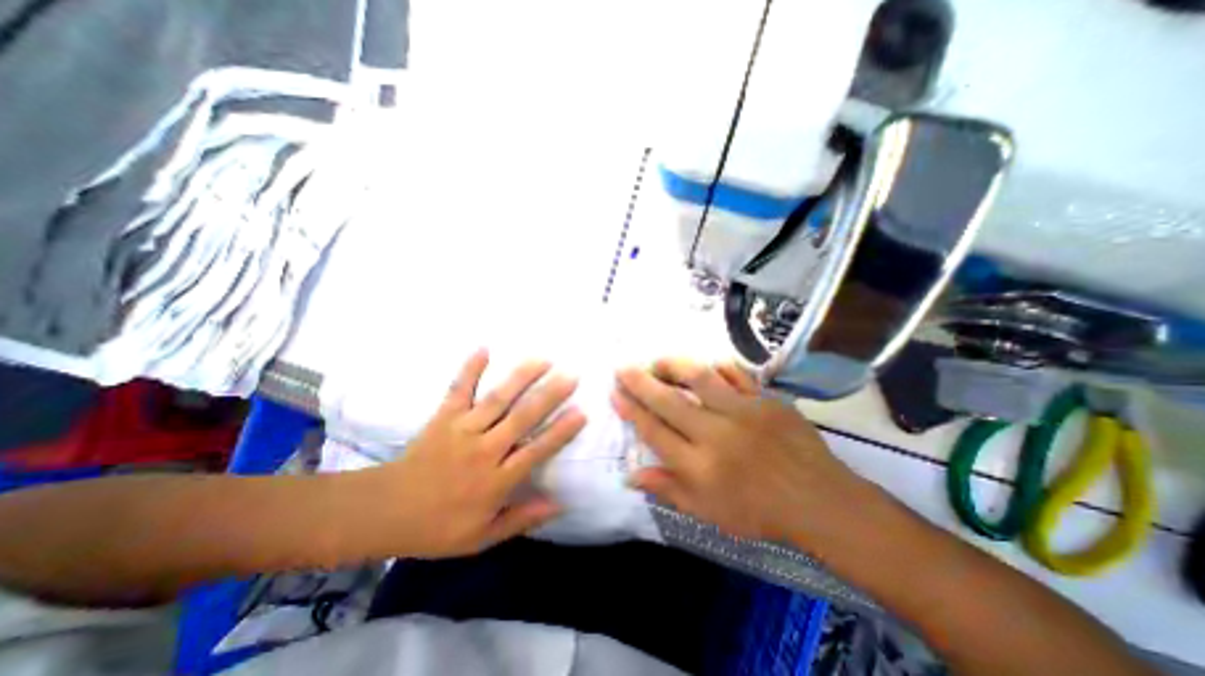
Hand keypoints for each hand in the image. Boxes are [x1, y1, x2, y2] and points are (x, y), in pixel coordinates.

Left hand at [374, 350, 589, 557]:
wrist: (383, 512)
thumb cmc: (437, 528)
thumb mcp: (482, 537)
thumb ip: (522, 519)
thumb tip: (560, 504)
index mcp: (495, 481)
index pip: (536, 452)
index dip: (561, 432)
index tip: (582, 413)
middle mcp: (483, 450)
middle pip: (522, 419)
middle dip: (550, 395)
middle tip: (572, 376)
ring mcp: (462, 429)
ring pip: (497, 399)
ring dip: (522, 377)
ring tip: (543, 359)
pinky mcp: (443, 417)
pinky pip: (458, 389)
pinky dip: (470, 368)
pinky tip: (484, 347)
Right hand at [614, 358, 867, 544]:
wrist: (819, 501)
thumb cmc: (759, 512)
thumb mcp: (707, 513)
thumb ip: (667, 490)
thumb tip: (630, 475)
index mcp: (700, 466)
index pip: (654, 432)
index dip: (631, 410)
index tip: (615, 393)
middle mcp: (716, 434)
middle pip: (669, 401)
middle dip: (640, 382)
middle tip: (622, 367)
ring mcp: (743, 412)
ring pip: (699, 378)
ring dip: (673, 365)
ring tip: (656, 360)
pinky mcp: (765, 399)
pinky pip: (735, 374)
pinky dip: (715, 366)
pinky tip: (703, 364)